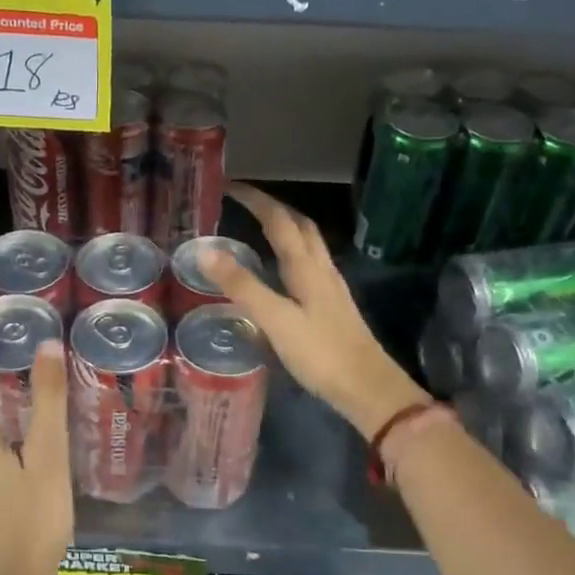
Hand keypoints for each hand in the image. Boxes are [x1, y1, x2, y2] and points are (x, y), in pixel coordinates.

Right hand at [205, 184, 431, 437]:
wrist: (368, 388)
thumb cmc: (321, 354)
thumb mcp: (275, 319)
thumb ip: (242, 285)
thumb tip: (206, 250)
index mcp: (306, 266)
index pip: (279, 220)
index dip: (256, 200)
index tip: (232, 187)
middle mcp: (321, 268)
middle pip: (300, 225)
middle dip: (274, 208)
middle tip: (246, 202)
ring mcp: (331, 287)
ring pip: (309, 244)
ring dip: (286, 227)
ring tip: (261, 227)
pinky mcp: (333, 305)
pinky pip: (310, 264)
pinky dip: (292, 252)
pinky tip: (283, 270)